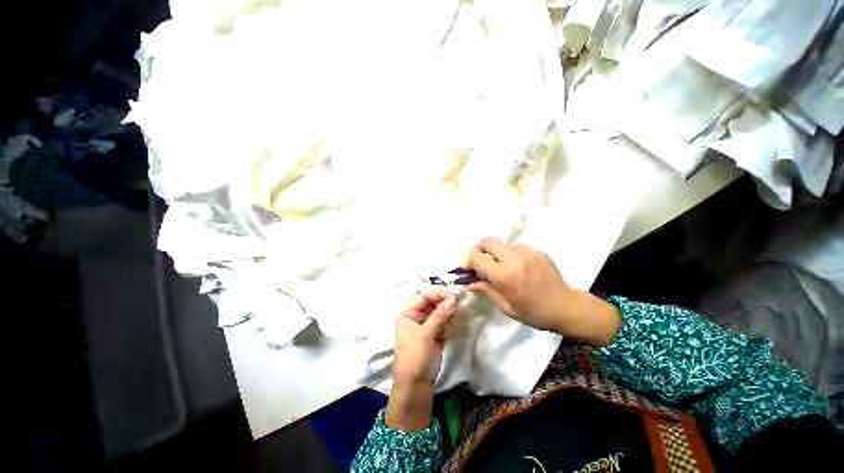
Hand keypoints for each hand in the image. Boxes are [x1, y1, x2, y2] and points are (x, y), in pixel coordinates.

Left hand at [386, 288, 456, 431]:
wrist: (415, 386)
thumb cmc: (415, 357)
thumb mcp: (425, 334)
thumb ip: (439, 315)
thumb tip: (453, 298)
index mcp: (407, 312)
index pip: (424, 296)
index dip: (438, 293)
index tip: (454, 295)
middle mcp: (416, 315)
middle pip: (432, 301)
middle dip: (445, 300)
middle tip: (460, 300)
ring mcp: (426, 324)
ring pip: (439, 310)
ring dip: (449, 308)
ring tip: (460, 307)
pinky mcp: (434, 333)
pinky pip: (443, 320)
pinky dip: (450, 317)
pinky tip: (458, 315)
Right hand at [464, 237, 620, 345]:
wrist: (566, 307)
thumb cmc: (533, 313)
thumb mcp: (506, 307)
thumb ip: (486, 290)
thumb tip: (470, 283)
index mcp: (504, 275)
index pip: (477, 256)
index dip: (469, 259)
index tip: (468, 267)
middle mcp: (514, 259)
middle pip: (488, 241)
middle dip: (479, 248)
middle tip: (480, 260)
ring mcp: (528, 252)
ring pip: (503, 245)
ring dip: (498, 254)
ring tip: (505, 269)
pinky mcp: (538, 251)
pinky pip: (517, 249)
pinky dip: (512, 256)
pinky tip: (520, 269)